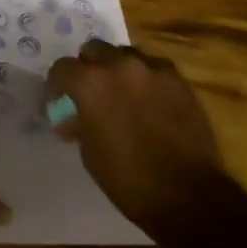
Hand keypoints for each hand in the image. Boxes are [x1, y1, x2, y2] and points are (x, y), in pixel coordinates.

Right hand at [46, 41, 225, 245]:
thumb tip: (74, 116)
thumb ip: (80, 121)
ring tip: (124, 96)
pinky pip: (154, 69)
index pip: (62, 68)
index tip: (61, 104)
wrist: (189, 197)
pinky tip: (151, 103)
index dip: (57, 87)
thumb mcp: (90, 153)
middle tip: (92, 95)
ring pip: (125, 55)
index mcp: (91, 83)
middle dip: (88, 69)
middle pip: (94, 50)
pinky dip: (146, 79)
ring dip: (118, 71)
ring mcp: (153, 69)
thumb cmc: (129, 180)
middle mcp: (119, 66)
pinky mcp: (178, 80)